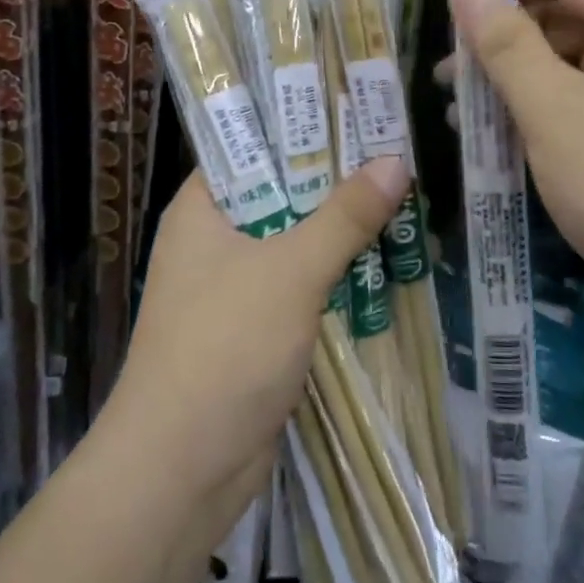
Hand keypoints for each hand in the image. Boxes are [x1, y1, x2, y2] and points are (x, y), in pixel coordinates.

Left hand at [99, 159, 408, 543]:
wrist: (181, 470)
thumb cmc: (225, 348)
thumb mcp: (291, 272)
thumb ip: (343, 217)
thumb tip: (394, 161)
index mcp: (202, 208)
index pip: (252, 146)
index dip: (301, 127)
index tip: (355, 111)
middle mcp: (213, 240)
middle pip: (281, 194)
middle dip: (335, 183)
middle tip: (395, 153)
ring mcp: (233, 287)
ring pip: (295, 243)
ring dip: (340, 233)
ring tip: (402, 198)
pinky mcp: (254, 330)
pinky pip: (301, 287)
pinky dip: (335, 278)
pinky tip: (385, 263)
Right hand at [442, 0, 583, 310]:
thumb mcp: (553, 107)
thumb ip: (506, 44)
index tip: (455, 4)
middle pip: (566, 17)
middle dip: (503, 37)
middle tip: (449, 69)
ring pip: (566, 68)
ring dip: (511, 81)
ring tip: (458, 109)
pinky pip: (577, 109)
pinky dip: (534, 116)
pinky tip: (493, 141)